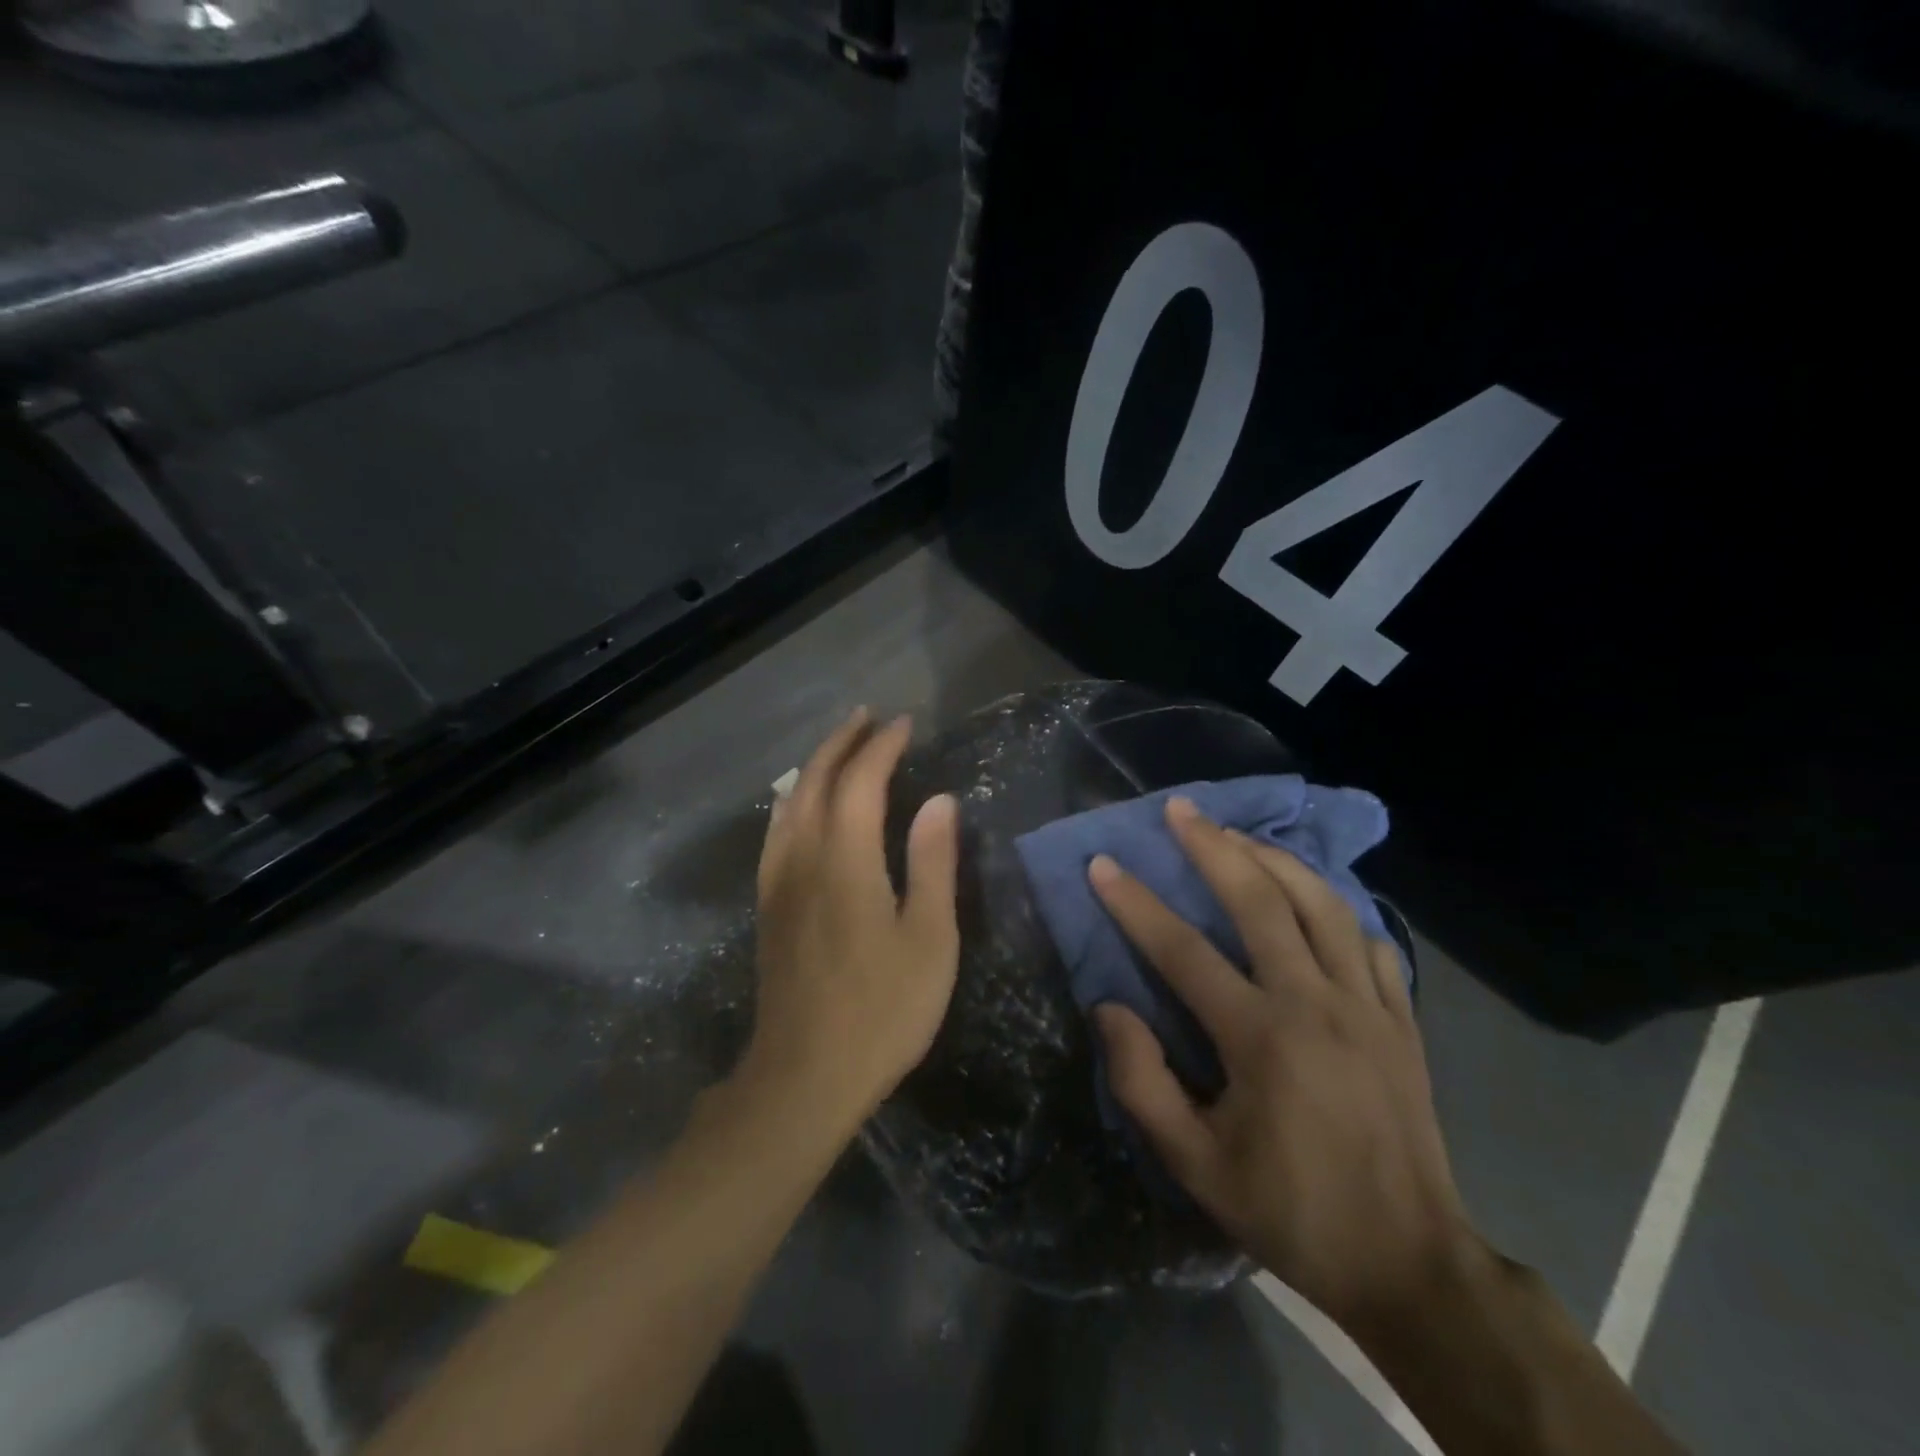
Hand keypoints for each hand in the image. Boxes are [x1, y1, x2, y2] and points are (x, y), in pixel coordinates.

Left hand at [745, 708, 959, 1126]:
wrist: (804, 1076)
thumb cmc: (882, 1009)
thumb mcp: (929, 938)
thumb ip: (933, 863)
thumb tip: (940, 801)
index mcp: (845, 859)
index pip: (861, 780)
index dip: (882, 746)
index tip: (905, 724)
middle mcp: (803, 856)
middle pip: (815, 779)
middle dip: (842, 741)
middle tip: (868, 717)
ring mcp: (777, 881)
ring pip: (789, 801)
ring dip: (814, 764)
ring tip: (840, 746)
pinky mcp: (767, 905)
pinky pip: (776, 830)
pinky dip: (793, 799)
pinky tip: (800, 804)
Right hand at [1089, 796, 1480, 1330]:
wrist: (1411, 1265)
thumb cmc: (1292, 1212)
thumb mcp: (1196, 1166)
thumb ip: (1142, 1083)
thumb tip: (1108, 1008)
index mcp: (1261, 1038)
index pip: (1182, 951)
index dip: (1135, 904)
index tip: (1102, 865)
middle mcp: (1317, 1003)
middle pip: (1260, 902)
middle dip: (1213, 848)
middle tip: (1180, 809)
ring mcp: (1369, 1005)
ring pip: (1322, 905)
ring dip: (1275, 860)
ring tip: (1239, 835)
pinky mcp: (1403, 1019)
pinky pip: (1370, 941)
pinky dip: (1338, 910)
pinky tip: (1314, 900)